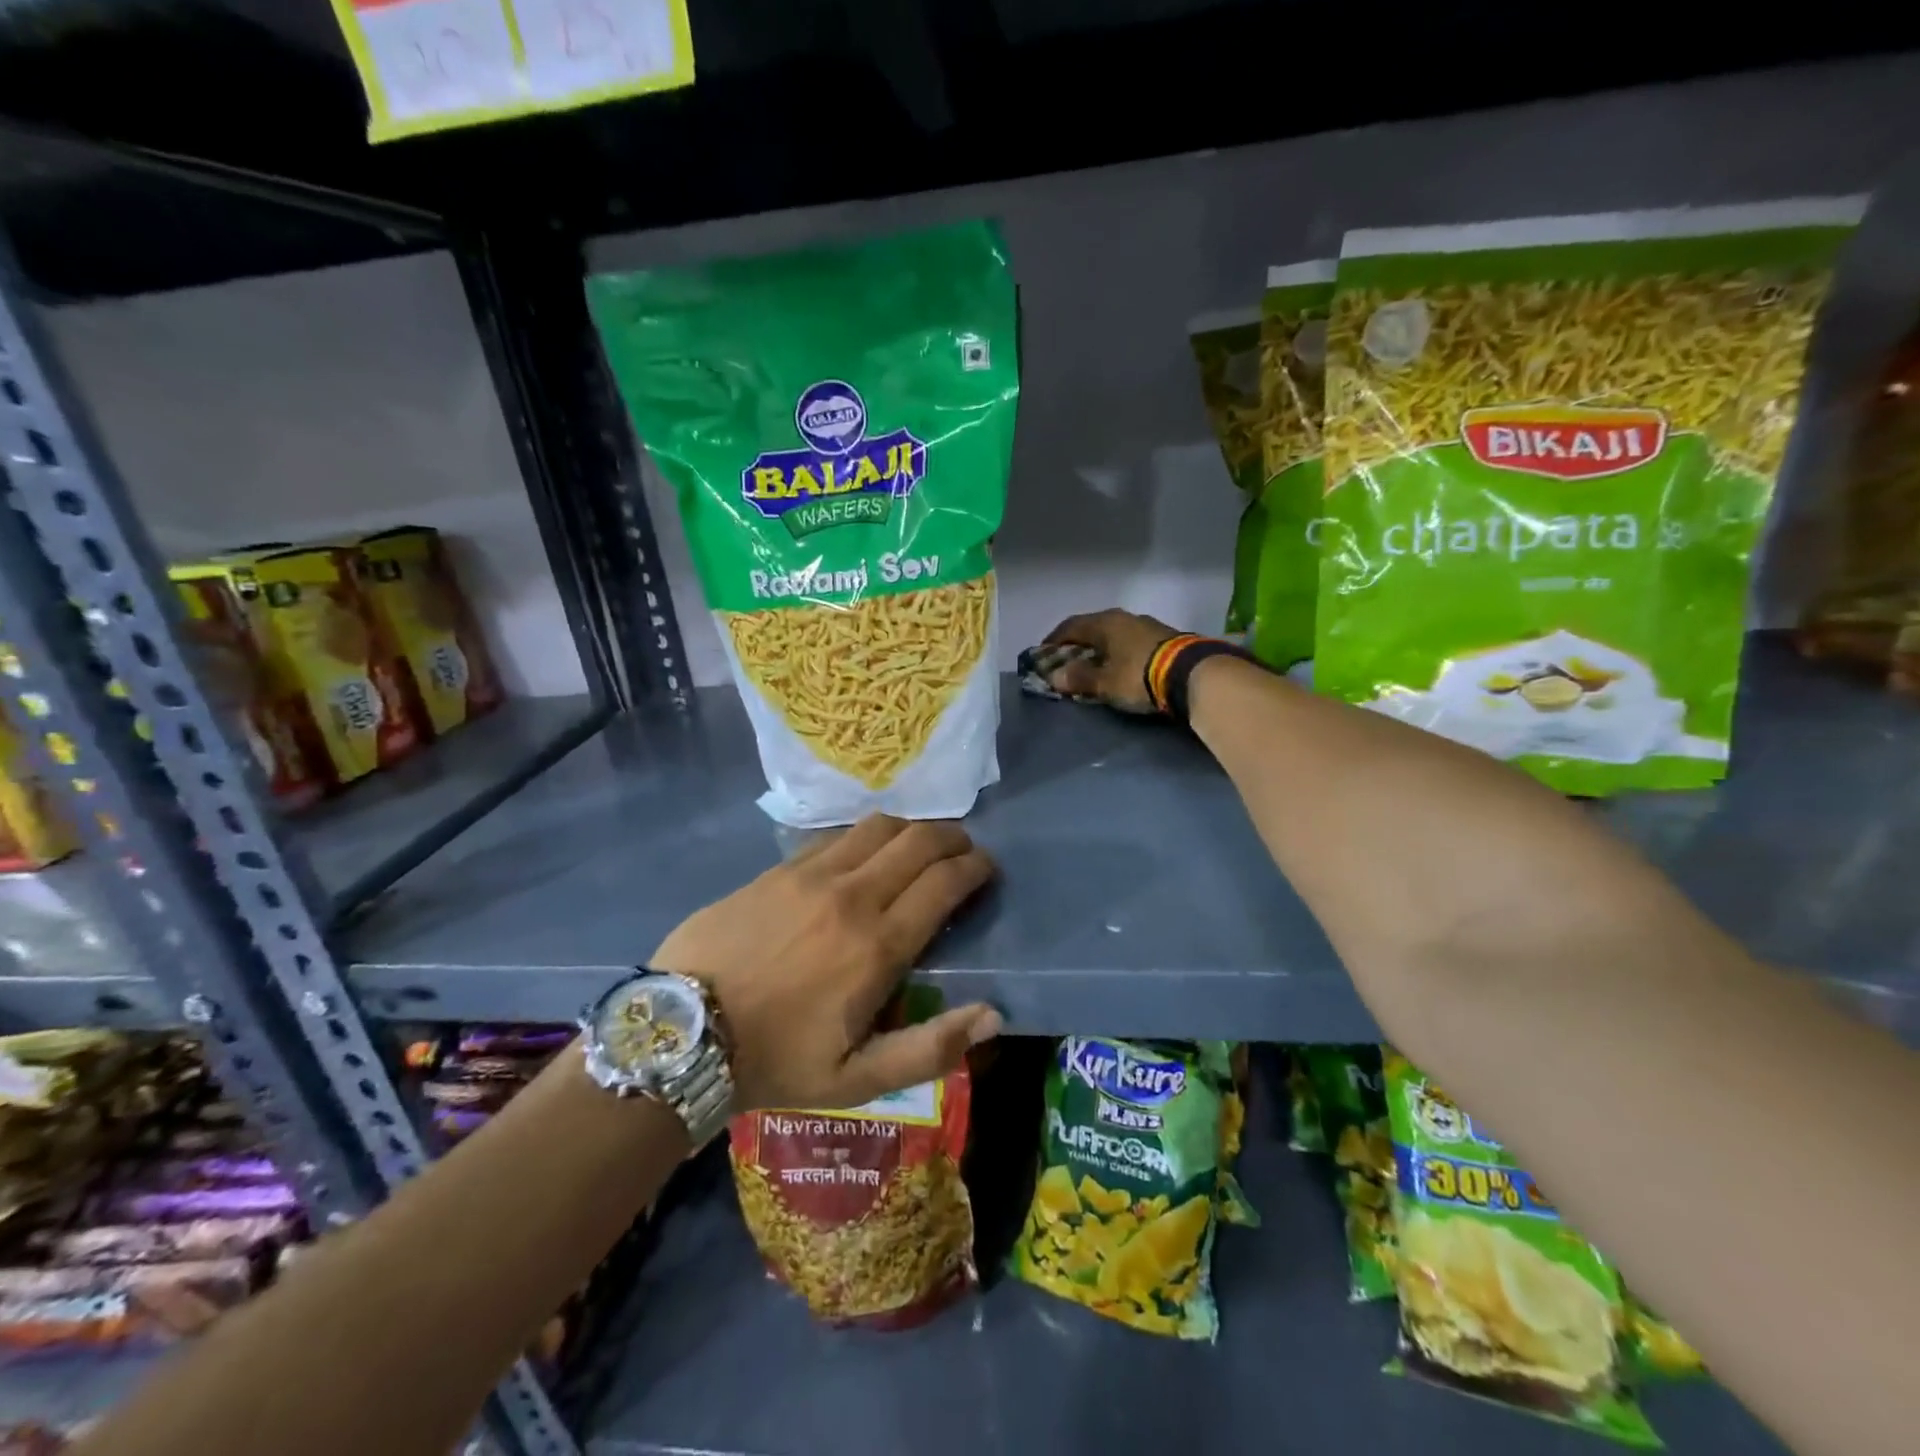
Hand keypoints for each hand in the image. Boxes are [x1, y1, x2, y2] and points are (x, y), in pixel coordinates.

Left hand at [652, 816, 1000, 1111]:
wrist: (683, 1030)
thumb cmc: (774, 1060)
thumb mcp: (855, 1080)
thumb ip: (929, 1049)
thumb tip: (992, 1014)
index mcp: (877, 946)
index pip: (944, 883)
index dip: (975, 868)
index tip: (986, 869)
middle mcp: (852, 895)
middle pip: (919, 841)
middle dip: (953, 838)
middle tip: (963, 850)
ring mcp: (812, 874)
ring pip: (880, 826)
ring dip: (912, 829)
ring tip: (919, 845)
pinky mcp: (780, 868)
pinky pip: (838, 835)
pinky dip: (866, 835)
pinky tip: (865, 852)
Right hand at [1041, 609, 1181, 712]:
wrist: (1192, 674)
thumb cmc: (1138, 676)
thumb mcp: (1104, 683)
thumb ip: (1078, 678)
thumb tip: (1055, 676)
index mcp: (1104, 623)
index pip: (1070, 626)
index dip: (1054, 640)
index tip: (1044, 654)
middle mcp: (1124, 617)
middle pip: (1093, 628)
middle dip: (1078, 645)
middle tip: (1068, 662)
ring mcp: (1146, 625)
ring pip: (1114, 634)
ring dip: (1101, 648)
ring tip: (1094, 666)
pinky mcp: (1164, 637)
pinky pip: (1130, 642)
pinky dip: (1119, 652)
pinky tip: (1120, 666)